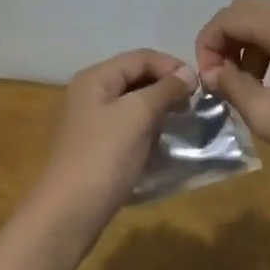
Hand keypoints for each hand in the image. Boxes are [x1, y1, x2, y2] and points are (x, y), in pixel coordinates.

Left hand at [25, 49, 196, 243]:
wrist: (70, 212)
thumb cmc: (104, 157)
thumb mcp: (137, 115)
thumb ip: (164, 90)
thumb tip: (187, 74)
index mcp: (95, 78)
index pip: (140, 57)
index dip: (171, 66)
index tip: (200, 86)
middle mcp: (89, 93)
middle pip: (135, 77)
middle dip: (166, 86)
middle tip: (194, 105)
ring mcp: (91, 121)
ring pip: (132, 103)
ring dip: (159, 108)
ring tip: (183, 122)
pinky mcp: (96, 146)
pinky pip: (127, 126)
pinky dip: (148, 128)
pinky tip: (163, 142)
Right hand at [195, 0, 269, 186]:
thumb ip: (233, 88)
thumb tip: (212, 73)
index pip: (228, 17)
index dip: (206, 46)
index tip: (207, 82)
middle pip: (247, 9)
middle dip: (225, 40)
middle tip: (221, 79)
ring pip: (269, 17)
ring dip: (247, 43)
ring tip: (247, 85)